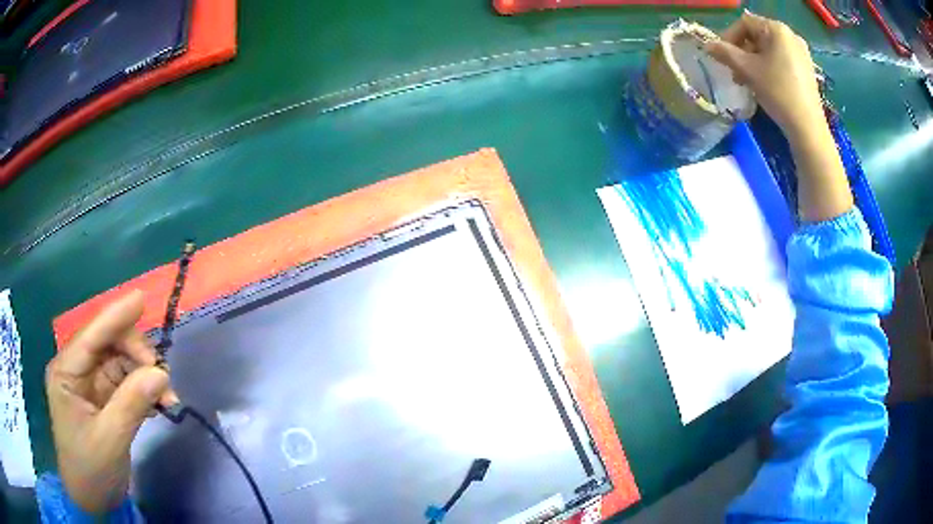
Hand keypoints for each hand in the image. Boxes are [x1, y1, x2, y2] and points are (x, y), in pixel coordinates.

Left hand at [45, 290, 177, 512]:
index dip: (115, 316)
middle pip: (108, 345)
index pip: (91, 336)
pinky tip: (160, 406)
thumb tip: (160, 375)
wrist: (92, 500)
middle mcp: (77, 370)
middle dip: (137, 356)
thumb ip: (131, 404)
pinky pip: (126, 384)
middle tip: (164, 381)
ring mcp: (90, 384)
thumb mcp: (110, 440)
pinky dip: (145, 391)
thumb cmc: (90, 469)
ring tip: (168, 400)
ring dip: (146, 376)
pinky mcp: (104, 400)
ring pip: (121, 363)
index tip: (141, 299)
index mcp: (66, 372)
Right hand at [706, 12, 851, 220]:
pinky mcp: (807, 70)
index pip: (745, 23)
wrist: (808, 128)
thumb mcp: (747, 70)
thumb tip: (707, 45)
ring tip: (748, 81)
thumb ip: (725, 53)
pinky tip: (766, 85)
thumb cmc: (778, 92)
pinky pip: (781, 60)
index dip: (729, 37)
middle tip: (735, 72)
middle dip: (742, 52)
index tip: (722, 57)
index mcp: (777, 29)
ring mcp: (801, 53)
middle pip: (757, 36)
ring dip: (754, 61)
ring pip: (769, 50)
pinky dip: (769, 68)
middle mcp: (791, 35)